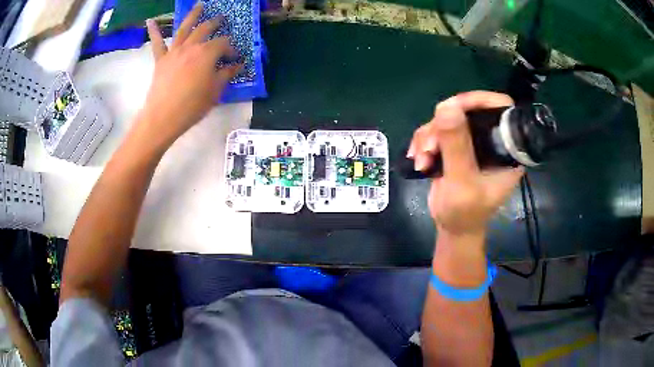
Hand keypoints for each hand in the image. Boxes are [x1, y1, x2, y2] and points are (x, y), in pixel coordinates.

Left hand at [140, 3, 240, 144]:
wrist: (163, 117)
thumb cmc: (192, 105)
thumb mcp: (215, 91)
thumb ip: (226, 74)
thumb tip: (237, 65)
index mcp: (207, 53)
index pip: (224, 44)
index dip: (231, 49)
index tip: (234, 58)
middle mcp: (191, 46)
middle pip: (205, 29)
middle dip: (215, 23)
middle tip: (221, 18)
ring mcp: (174, 51)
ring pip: (184, 28)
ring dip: (193, 15)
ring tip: (200, 5)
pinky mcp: (161, 60)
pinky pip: (157, 43)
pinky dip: (154, 31)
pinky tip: (150, 21)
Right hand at [408, 91, 523, 236]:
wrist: (452, 228)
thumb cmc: (465, 213)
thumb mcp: (462, 183)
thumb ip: (457, 147)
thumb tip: (447, 106)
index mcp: (506, 148)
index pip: (501, 108)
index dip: (480, 101)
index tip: (454, 108)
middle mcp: (491, 140)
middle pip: (468, 110)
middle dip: (444, 125)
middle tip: (430, 146)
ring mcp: (472, 142)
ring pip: (447, 119)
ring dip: (428, 137)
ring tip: (422, 160)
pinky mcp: (456, 146)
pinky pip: (436, 130)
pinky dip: (423, 142)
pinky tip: (418, 160)